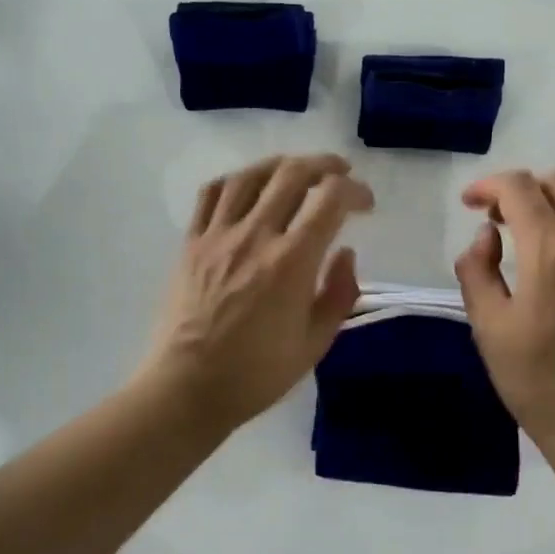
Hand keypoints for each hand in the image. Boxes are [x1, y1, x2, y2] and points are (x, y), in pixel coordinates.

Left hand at [138, 154, 373, 433]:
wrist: (188, 388)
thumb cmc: (257, 374)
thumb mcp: (315, 344)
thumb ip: (340, 294)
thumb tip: (346, 253)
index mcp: (291, 263)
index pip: (330, 200)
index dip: (355, 192)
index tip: (366, 205)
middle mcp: (255, 237)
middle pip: (292, 174)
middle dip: (324, 165)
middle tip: (340, 174)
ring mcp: (217, 236)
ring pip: (250, 176)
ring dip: (281, 165)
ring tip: (297, 171)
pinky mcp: (191, 243)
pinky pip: (212, 194)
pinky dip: (237, 180)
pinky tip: (249, 188)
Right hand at [454, 170, 554, 448]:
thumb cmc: (535, 379)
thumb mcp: (487, 327)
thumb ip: (477, 271)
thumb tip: (486, 236)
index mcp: (549, 252)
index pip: (518, 189)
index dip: (488, 186)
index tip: (470, 204)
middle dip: (521, 190)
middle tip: (499, 222)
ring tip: (543, 228)